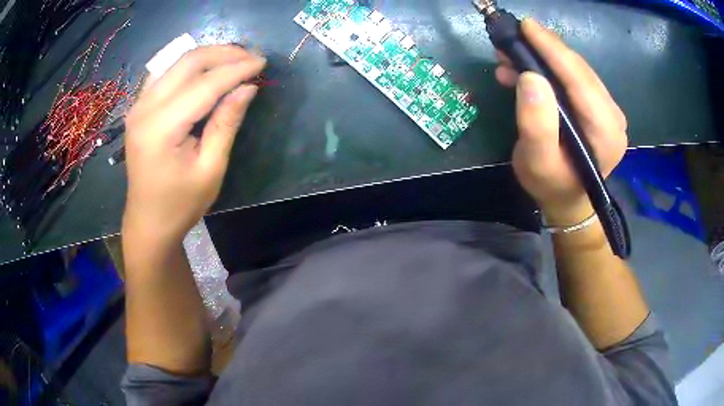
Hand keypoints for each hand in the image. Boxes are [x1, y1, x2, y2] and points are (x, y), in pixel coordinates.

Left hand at [123, 45, 265, 241]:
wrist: (148, 222)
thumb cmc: (180, 204)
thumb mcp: (210, 169)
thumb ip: (226, 123)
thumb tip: (248, 88)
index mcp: (161, 128)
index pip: (205, 84)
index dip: (236, 70)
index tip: (263, 63)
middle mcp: (145, 108)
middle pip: (188, 62)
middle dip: (224, 54)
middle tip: (252, 58)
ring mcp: (138, 105)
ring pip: (176, 62)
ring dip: (208, 56)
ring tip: (234, 60)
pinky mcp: (139, 107)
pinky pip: (166, 72)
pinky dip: (189, 66)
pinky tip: (206, 70)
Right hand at [495, 19, 627, 224]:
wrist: (567, 199)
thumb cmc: (552, 185)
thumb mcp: (537, 162)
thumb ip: (536, 124)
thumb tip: (529, 77)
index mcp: (605, 131)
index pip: (579, 80)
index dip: (552, 50)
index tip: (526, 26)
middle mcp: (613, 116)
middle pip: (578, 70)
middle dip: (544, 49)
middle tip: (511, 36)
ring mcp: (607, 110)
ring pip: (575, 71)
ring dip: (543, 58)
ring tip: (510, 55)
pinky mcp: (598, 107)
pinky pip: (573, 79)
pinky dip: (549, 69)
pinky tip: (526, 70)